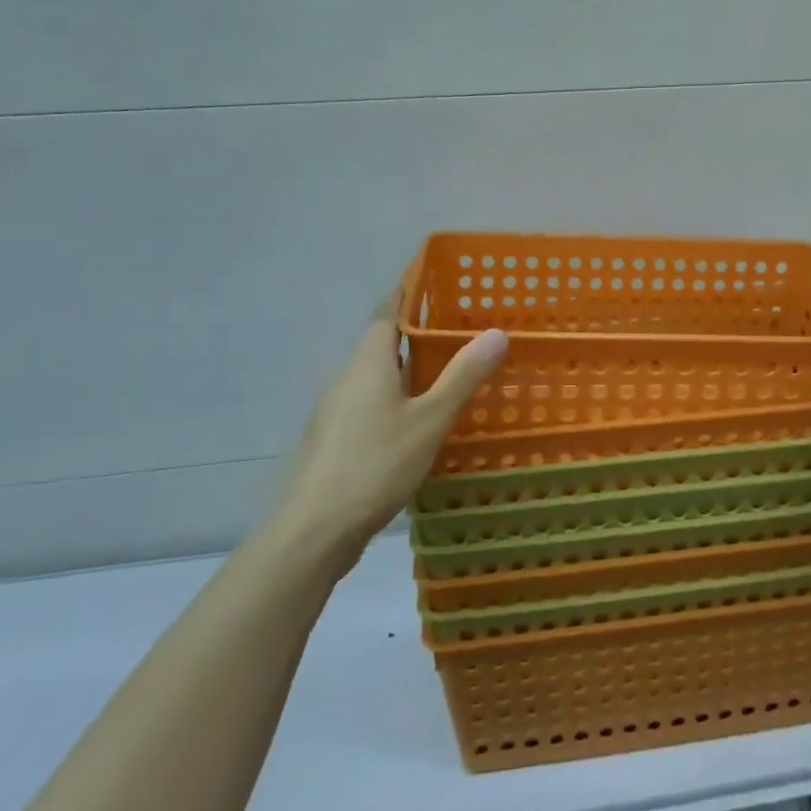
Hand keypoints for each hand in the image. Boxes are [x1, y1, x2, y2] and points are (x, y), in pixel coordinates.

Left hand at [275, 291, 507, 559]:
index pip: (386, 312)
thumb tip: (497, 332)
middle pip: (380, 343)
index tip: (433, 280)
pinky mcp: (332, 439)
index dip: (407, 293)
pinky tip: (416, 422)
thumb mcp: (430, 420)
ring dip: (405, 370)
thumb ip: (463, 376)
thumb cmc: (375, 464)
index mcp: (368, 363)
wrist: (313, 530)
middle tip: (457, 330)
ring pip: (374, 377)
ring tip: (445, 374)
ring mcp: (334, 411)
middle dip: (414, 333)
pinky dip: (394, 399)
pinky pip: (368, 404)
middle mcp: (346, 378)